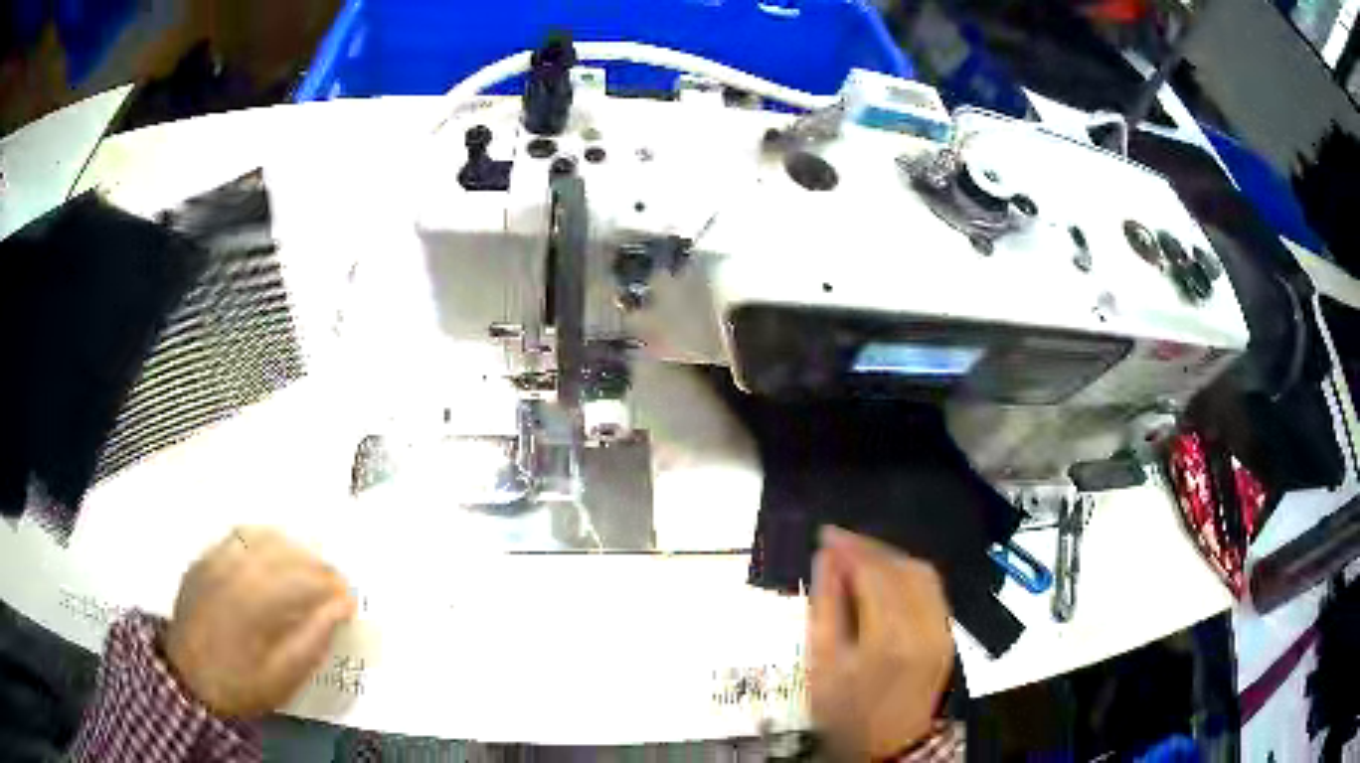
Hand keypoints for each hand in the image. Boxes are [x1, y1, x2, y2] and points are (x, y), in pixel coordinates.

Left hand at [164, 527, 355, 717]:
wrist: (188, 681)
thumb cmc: (241, 684)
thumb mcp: (284, 675)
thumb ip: (314, 638)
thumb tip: (342, 606)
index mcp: (254, 599)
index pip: (304, 577)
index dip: (332, 586)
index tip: (350, 600)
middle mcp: (233, 567)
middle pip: (284, 549)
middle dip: (316, 564)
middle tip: (333, 586)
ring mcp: (214, 559)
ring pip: (261, 535)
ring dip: (291, 549)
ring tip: (306, 572)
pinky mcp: (204, 559)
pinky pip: (238, 537)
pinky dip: (264, 544)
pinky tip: (272, 563)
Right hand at [808, 527, 953, 760]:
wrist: (890, 744)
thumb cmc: (846, 710)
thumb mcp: (822, 663)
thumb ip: (825, 606)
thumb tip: (827, 558)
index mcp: (889, 637)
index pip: (875, 572)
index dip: (851, 547)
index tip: (826, 534)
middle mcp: (925, 626)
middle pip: (903, 566)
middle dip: (870, 547)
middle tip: (839, 541)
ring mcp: (944, 629)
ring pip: (923, 572)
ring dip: (891, 557)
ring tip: (859, 555)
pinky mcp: (949, 633)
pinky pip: (932, 589)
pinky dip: (908, 573)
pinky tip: (885, 576)